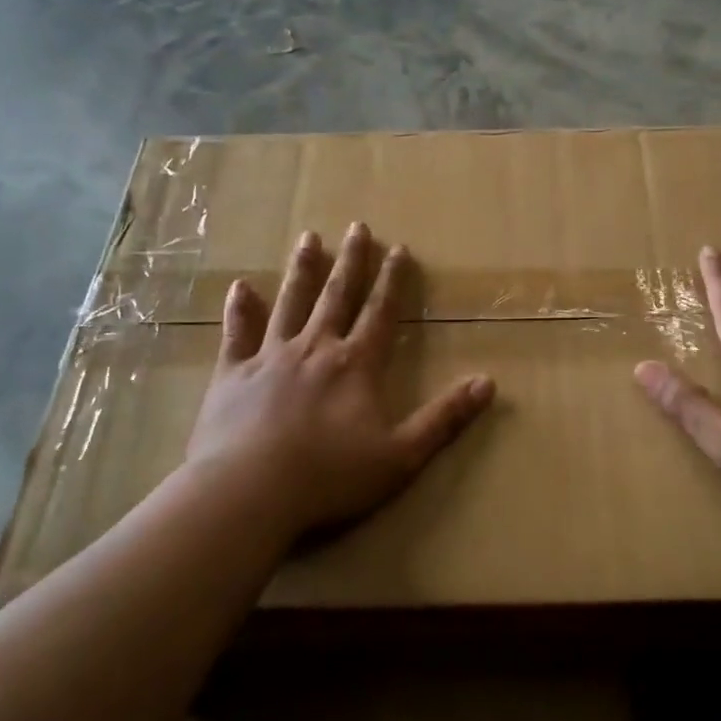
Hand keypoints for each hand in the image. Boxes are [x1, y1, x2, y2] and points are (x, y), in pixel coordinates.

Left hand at [184, 223, 494, 540]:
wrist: (249, 494)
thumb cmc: (329, 477)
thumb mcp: (401, 455)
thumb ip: (444, 418)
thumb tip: (488, 383)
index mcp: (356, 365)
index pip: (381, 312)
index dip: (392, 280)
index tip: (398, 248)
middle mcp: (315, 348)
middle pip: (336, 296)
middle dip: (350, 261)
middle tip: (357, 227)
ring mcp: (270, 357)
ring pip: (290, 303)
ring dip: (301, 269)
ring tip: (309, 238)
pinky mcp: (233, 374)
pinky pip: (238, 333)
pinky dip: (241, 309)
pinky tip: (240, 287)